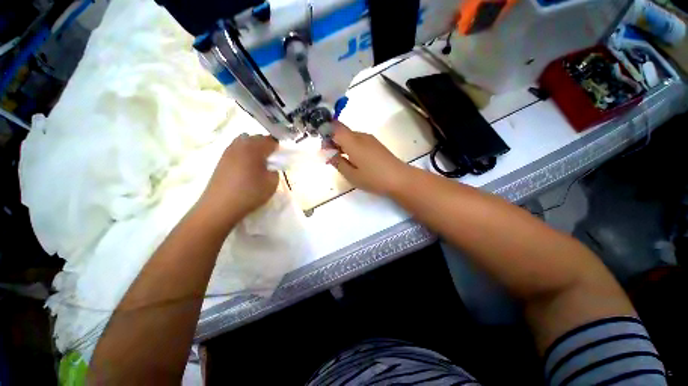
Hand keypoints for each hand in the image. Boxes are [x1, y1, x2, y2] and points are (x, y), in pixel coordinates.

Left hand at [199, 134, 278, 223]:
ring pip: (245, 142)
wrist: (220, 206)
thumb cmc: (250, 193)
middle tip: (270, 161)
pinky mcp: (221, 159)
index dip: (277, 147)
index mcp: (254, 148)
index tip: (280, 158)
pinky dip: (244, 154)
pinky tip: (246, 168)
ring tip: (257, 163)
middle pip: (256, 138)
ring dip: (254, 148)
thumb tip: (270, 165)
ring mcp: (228, 151)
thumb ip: (276, 170)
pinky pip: (236, 149)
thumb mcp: (272, 183)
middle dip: (265, 146)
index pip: (270, 140)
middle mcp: (240, 145)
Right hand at [329, 122, 410, 195]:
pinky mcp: (375, 144)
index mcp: (353, 142)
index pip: (335, 127)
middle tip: (330, 157)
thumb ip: (338, 162)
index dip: (325, 133)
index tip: (323, 148)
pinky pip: (358, 140)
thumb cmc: (373, 178)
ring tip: (341, 160)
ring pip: (350, 136)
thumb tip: (329, 153)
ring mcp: (370, 139)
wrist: (400, 178)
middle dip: (332, 140)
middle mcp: (361, 136)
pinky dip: (351, 147)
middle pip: (342, 131)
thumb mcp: (351, 175)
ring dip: (342, 144)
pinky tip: (353, 160)